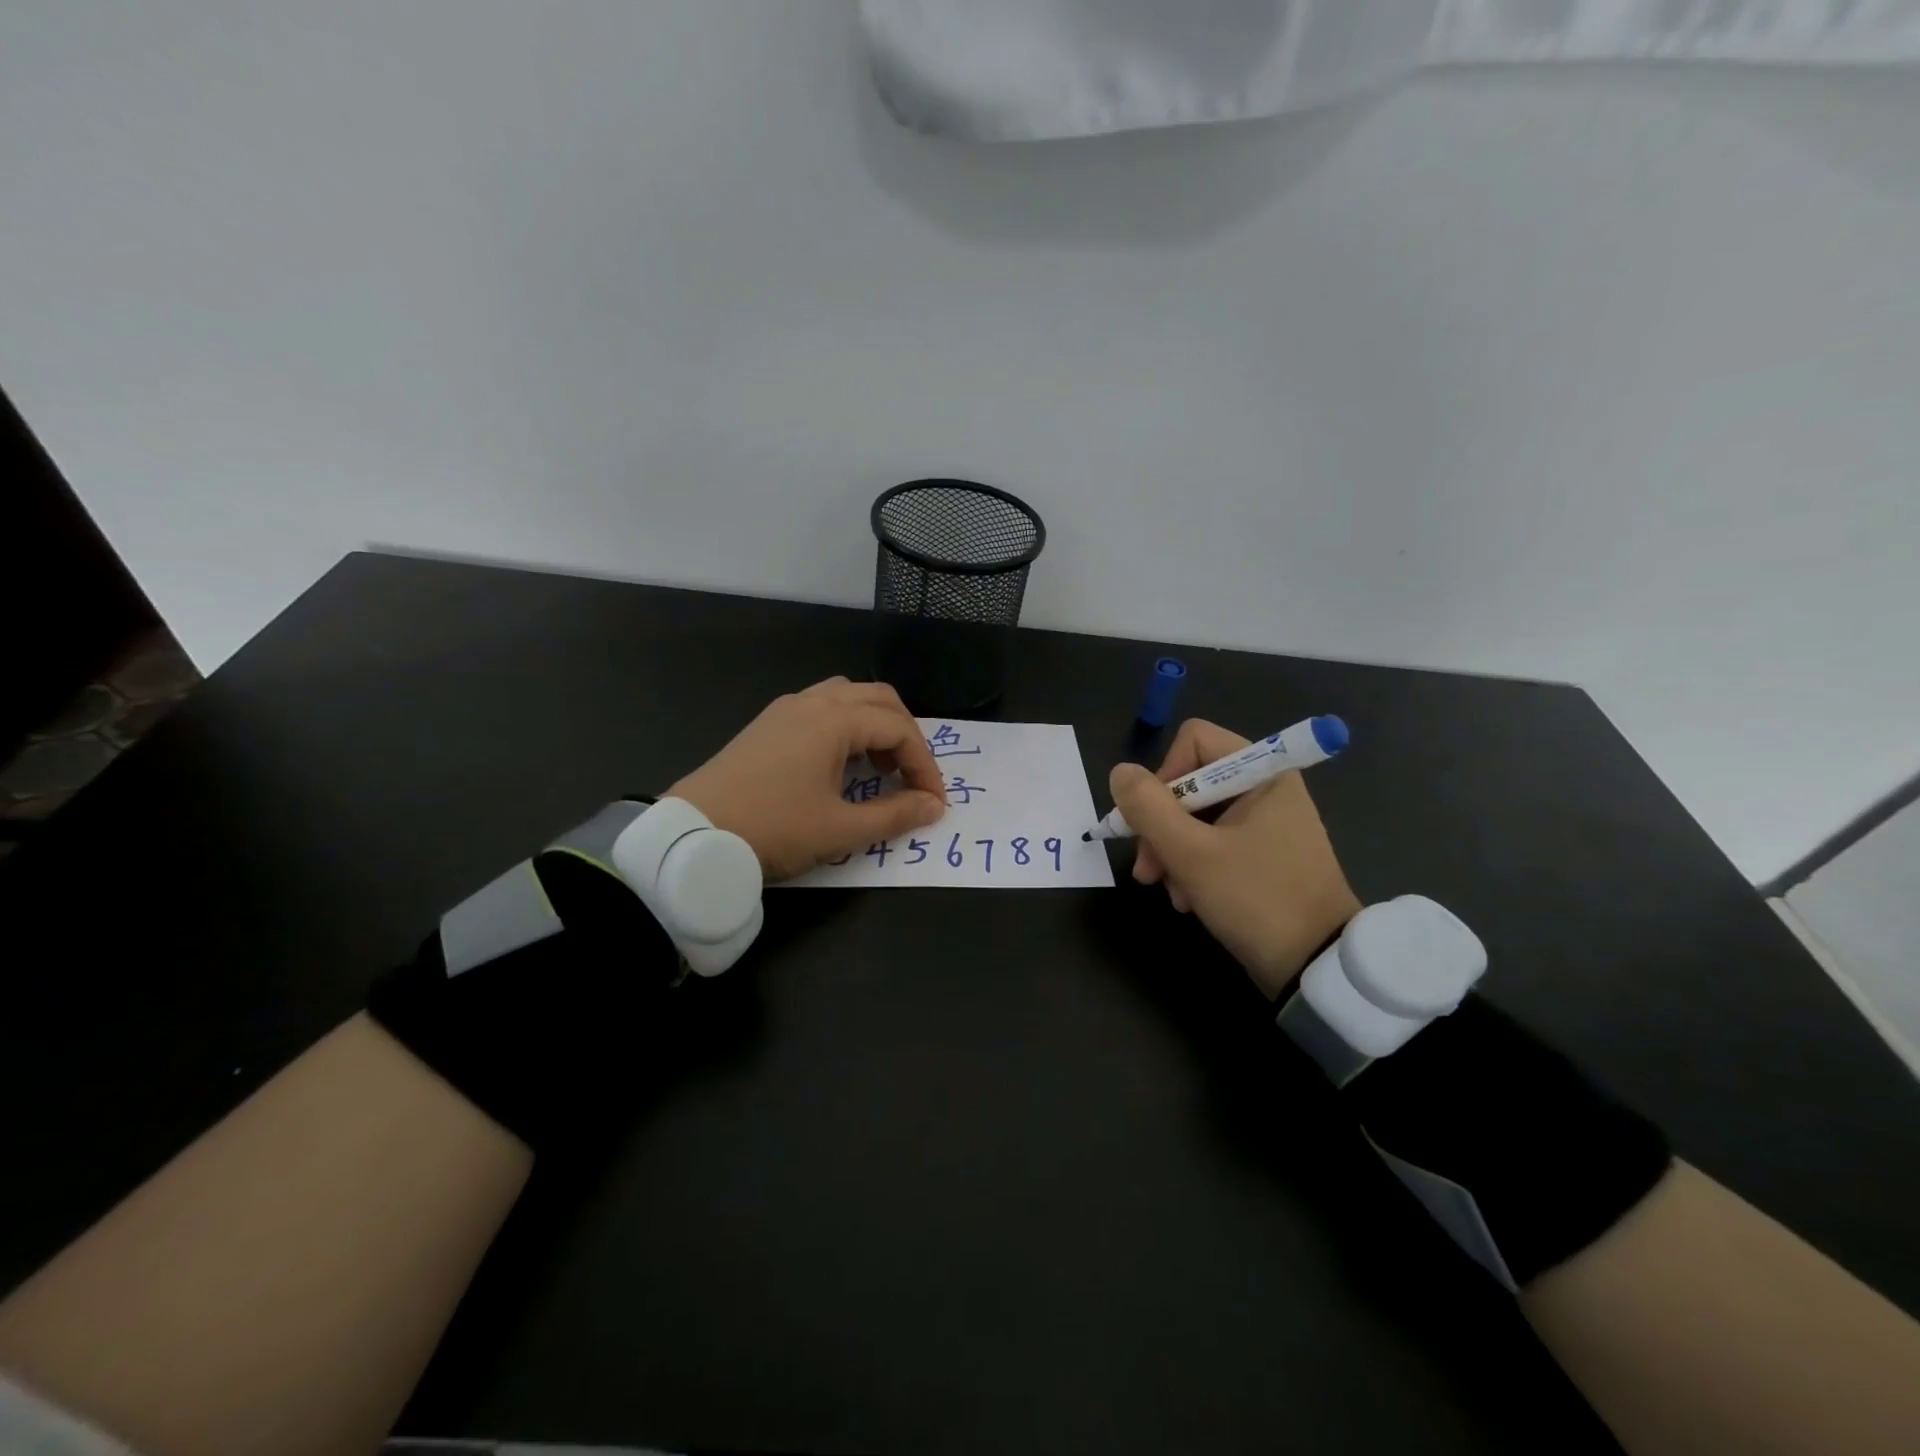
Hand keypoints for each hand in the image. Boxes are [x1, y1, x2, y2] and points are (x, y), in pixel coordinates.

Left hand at [670, 678, 947, 881]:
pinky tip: (840, 763)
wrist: (692, 836)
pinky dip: (847, 726)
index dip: (925, 765)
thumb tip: (933, 807)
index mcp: (834, 720)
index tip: (934, 803)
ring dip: (875, 724)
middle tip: (911, 778)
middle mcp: (812, 702)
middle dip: (906, 735)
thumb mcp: (840, 829)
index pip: (899, 728)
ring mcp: (786, 709)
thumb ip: (894, 815)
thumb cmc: (773, 829)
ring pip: (848, 697)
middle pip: (879, 699)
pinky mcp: (767, 724)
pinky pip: (822, 707)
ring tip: (880, 766)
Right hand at [1112, 718, 1360, 997]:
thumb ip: (1148, 808)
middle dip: (1161, 827)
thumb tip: (1120, 772)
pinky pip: (1213, 844)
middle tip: (1148, 869)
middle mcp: (1265, 790)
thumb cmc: (1256, 899)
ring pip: (1195, 818)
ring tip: (1169, 891)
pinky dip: (1193, 868)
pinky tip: (1188, 900)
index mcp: (1262, 774)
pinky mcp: (1263, 856)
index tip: (1152, 819)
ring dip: (1172, 853)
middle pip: (1190, 784)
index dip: (1164, 775)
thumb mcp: (1191, 853)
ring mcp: (1266, 825)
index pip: (1194, 741)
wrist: (1316, 967)